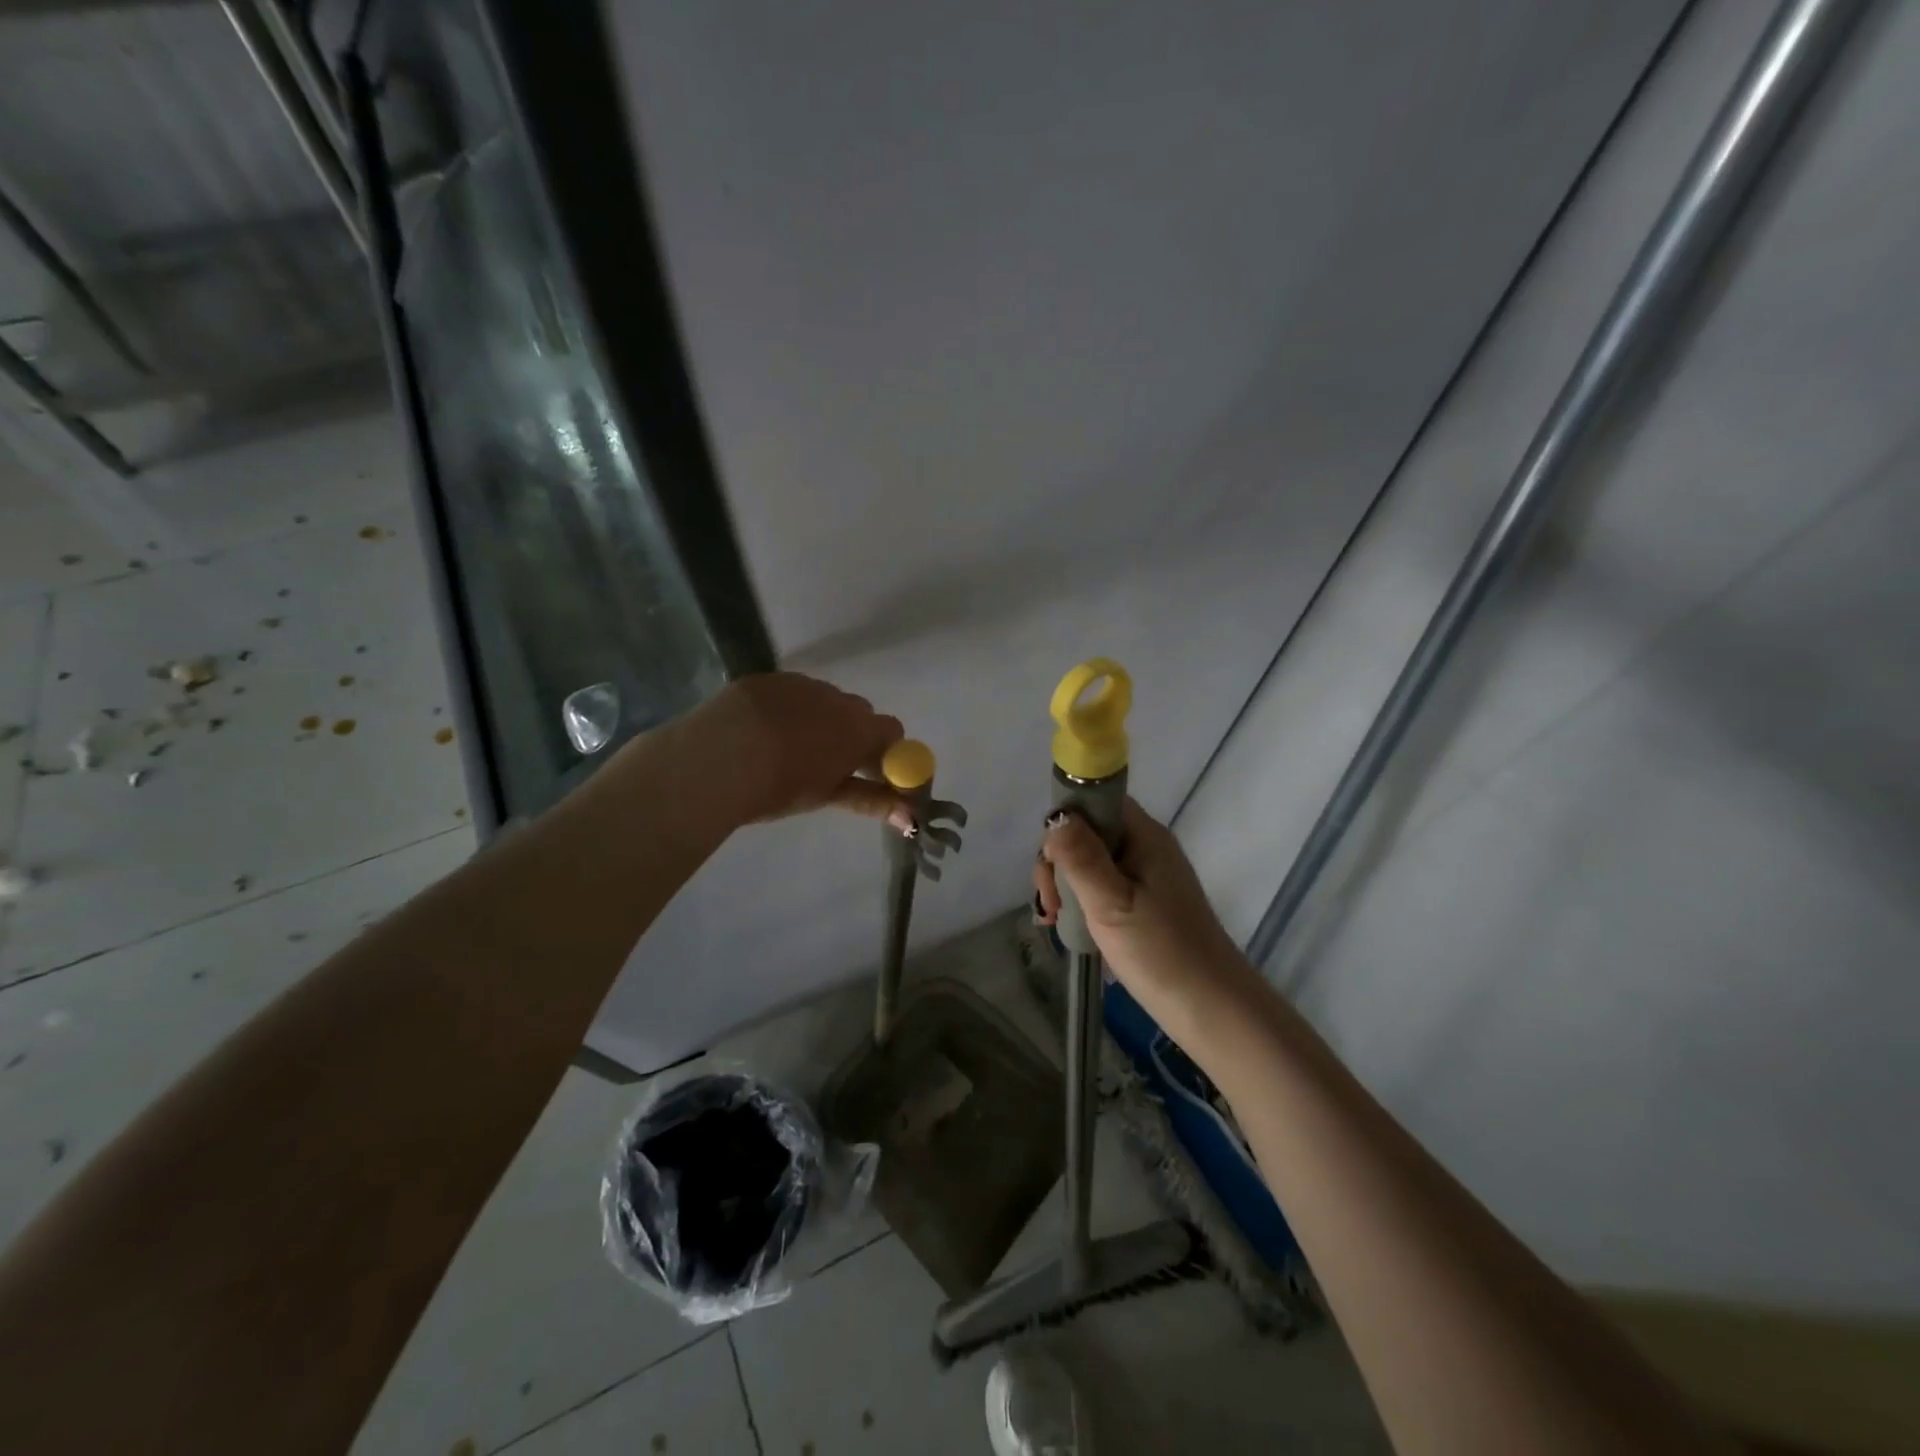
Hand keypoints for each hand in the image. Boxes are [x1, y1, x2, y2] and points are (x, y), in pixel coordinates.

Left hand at [683, 673, 914, 830]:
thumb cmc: (780, 784)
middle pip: (859, 713)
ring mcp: (801, 684)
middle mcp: (837, 698)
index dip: (888, 754)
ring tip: (789, 749)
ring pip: (824, 700)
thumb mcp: (827, 795)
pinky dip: (788, 710)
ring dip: (820, 720)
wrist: (717, 757)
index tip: (876, 776)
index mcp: (859, 727)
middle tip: (832, 766)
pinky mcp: (767, 679)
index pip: (893, 732)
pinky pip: (791, 692)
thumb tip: (910, 816)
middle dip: (853, 736)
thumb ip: (872, 800)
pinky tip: (763, 731)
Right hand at [1034, 798, 1256, 1017]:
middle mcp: (1146, 848)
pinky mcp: (1144, 905)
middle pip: (1088, 834)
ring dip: (1065, 886)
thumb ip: (1081, 856)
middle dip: (1058, 863)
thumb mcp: (1111, 901)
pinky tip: (1066, 927)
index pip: (1096, 802)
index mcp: (1144, 836)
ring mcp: (1146, 878)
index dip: (1065, 822)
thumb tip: (1057, 816)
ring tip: (1052, 920)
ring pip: (1091, 864)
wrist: (1210, 1009)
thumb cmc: (1159, 951)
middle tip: (1049, 904)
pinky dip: (1081, 903)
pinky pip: (1102, 889)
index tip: (1050, 862)